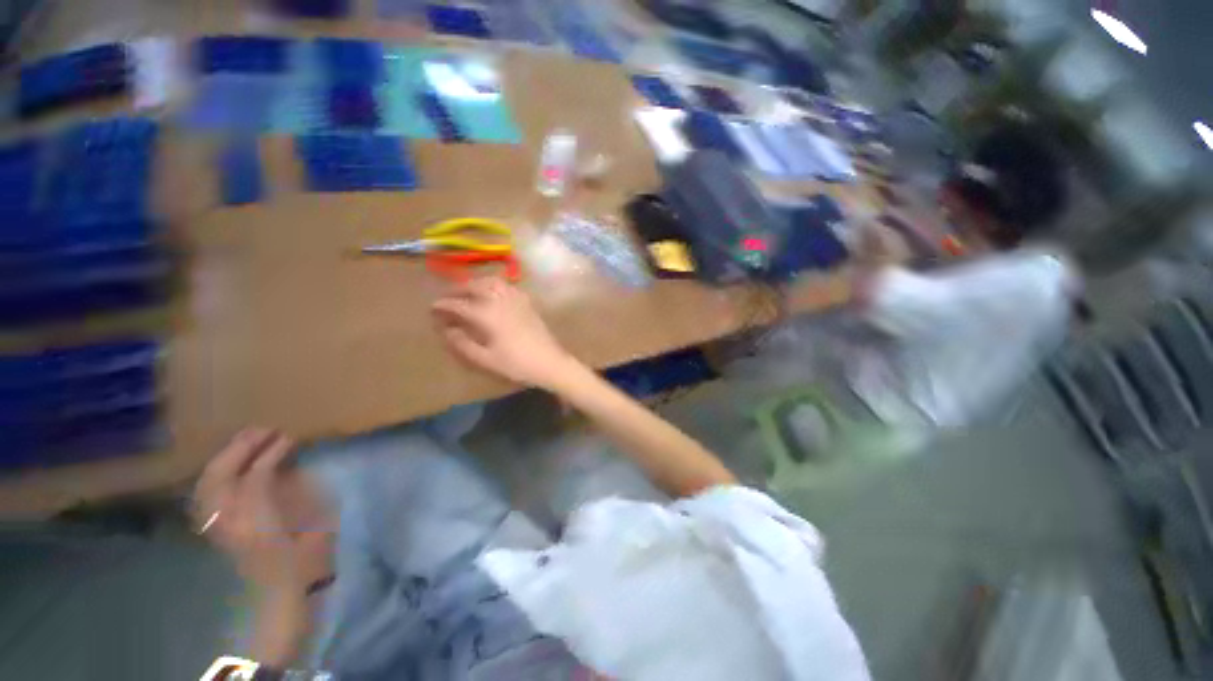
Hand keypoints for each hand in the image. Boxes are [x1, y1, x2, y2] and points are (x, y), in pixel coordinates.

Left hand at [194, 429, 331, 593]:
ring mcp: (216, 525)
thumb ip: (299, 498)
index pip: (255, 477)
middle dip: (241, 448)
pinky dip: (215, 475)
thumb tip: (294, 468)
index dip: (271, 454)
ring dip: (225, 457)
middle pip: (221, 476)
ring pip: (207, 483)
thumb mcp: (311, 529)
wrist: (278, 596)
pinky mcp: (214, 528)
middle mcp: (227, 520)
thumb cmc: (302, 562)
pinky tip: (229, 466)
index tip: (289, 437)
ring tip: (246, 440)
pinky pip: (206, 495)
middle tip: (265, 430)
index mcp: (254, 521)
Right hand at [432, 278, 576, 388]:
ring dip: (476, 283)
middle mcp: (500, 300)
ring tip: (467, 292)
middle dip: (457, 289)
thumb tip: (447, 330)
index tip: (432, 309)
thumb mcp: (485, 360)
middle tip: (447, 298)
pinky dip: (494, 285)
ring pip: (492, 281)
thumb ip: (462, 344)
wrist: (550, 362)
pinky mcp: (527, 302)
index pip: (459, 304)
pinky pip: (507, 286)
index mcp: (487, 314)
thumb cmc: (517, 364)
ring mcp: (516, 299)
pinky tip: (493, 294)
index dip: (443, 305)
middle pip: (475, 286)